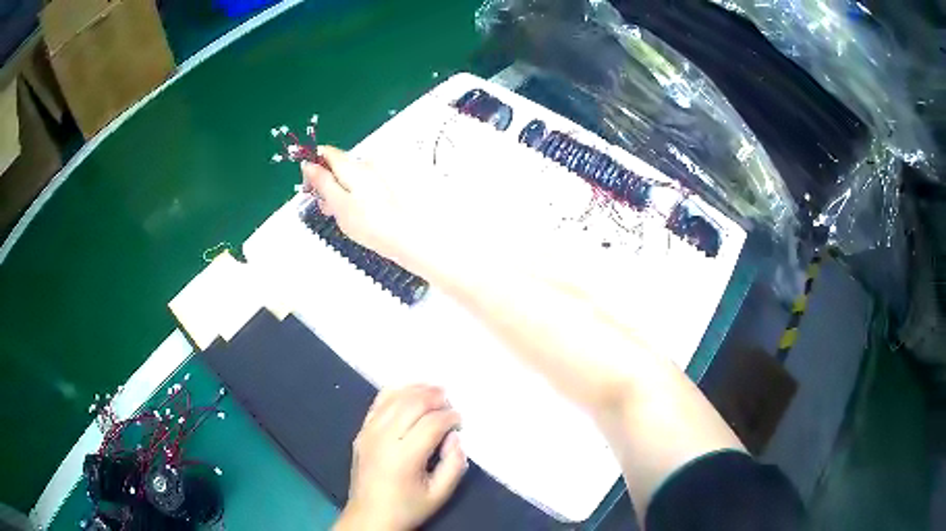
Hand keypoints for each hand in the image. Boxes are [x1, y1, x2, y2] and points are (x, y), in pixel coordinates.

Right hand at [301, 146, 433, 267]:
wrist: (406, 237)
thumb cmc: (371, 223)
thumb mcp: (337, 203)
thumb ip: (322, 182)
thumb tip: (308, 164)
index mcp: (352, 166)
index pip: (327, 153)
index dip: (313, 165)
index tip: (308, 185)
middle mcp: (366, 166)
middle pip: (337, 166)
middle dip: (325, 184)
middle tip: (324, 207)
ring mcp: (376, 177)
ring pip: (348, 179)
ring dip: (338, 193)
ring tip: (339, 216)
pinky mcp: (382, 189)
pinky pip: (360, 187)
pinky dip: (351, 198)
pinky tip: (353, 216)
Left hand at [335, 385, 467, 530]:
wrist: (370, 516)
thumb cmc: (407, 507)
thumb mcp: (440, 494)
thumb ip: (454, 464)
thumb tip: (454, 437)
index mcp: (404, 457)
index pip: (432, 424)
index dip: (450, 417)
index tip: (460, 421)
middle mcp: (383, 439)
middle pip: (412, 404)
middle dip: (436, 397)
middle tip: (450, 403)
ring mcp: (368, 432)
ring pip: (394, 397)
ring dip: (417, 390)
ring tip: (435, 391)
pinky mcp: (361, 431)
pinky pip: (378, 402)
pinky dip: (396, 392)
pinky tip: (410, 392)